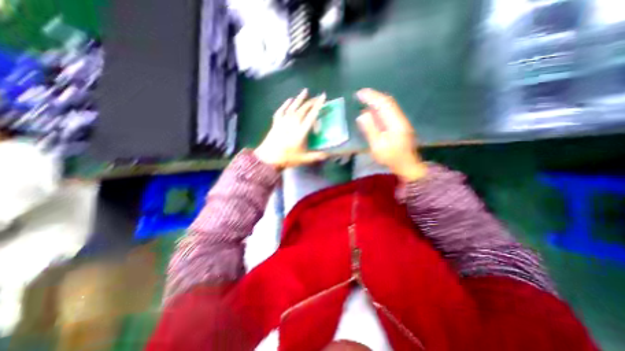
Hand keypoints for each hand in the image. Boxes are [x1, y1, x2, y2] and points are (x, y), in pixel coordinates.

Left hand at [253, 89, 326, 167]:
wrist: (268, 158)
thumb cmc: (287, 158)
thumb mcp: (304, 159)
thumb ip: (317, 156)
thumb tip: (328, 155)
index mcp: (301, 131)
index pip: (312, 115)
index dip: (318, 105)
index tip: (323, 97)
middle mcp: (293, 122)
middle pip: (303, 109)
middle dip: (311, 102)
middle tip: (317, 97)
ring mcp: (283, 121)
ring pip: (293, 106)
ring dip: (300, 98)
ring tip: (305, 91)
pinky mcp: (276, 122)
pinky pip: (281, 110)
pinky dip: (285, 104)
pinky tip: (289, 100)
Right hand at [357, 87, 423, 181]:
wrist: (407, 165)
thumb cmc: (391, 157)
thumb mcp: (377, 145)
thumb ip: (370, 129)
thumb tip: (362, 115)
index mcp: (395, 122)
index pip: (383, 104)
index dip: (371, 97)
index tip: (359, 93)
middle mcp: (399, 118)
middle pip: (388, 102)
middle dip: (374, 96)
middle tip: (360, 94)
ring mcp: (401, 121)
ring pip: (389, 106)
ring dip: (377, 101)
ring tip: (365, 100)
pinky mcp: (400, 126)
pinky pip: (389, 112)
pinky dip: (380, 108)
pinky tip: (374, 111)